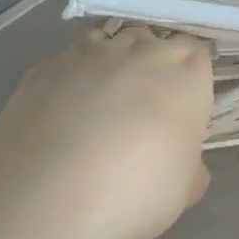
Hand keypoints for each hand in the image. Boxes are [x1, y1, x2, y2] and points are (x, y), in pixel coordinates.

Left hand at [0, 27, 213, 238]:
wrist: (50, 194)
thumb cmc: (136, 191)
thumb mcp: (183, 190)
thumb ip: (189, 166)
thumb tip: (185, 165)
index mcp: (184, 74)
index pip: (196, 56)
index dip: (188, 80)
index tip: (181, 108)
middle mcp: (139, 51)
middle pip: (150, 43)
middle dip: (148, 66)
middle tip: (141, 109)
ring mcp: (87, 54)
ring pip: (105, 45)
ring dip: (107, 66)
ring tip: (98, 107)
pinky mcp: (43, 68)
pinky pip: (64, 65)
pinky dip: (67, 82)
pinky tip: (59, 116)